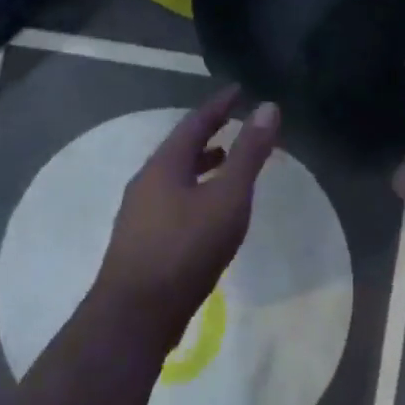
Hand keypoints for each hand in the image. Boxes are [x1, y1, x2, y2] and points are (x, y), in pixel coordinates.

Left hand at [96, 87, 280, 335]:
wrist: (136, 314)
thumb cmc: (186, 249)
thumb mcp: (228, 198)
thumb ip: (249, 154)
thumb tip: (267, 107)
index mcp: (164, 165)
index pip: (195, 122)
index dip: (219, 105)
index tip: (238, 90)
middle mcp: (146, 181)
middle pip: (181, 148)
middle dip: (209, 133)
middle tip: (234, 123)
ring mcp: (139, 212)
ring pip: (175, 176)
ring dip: (201, 164)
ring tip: (226, 162)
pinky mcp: (141, 240)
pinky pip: (172, 200)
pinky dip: (194, 191)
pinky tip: (208, 212)